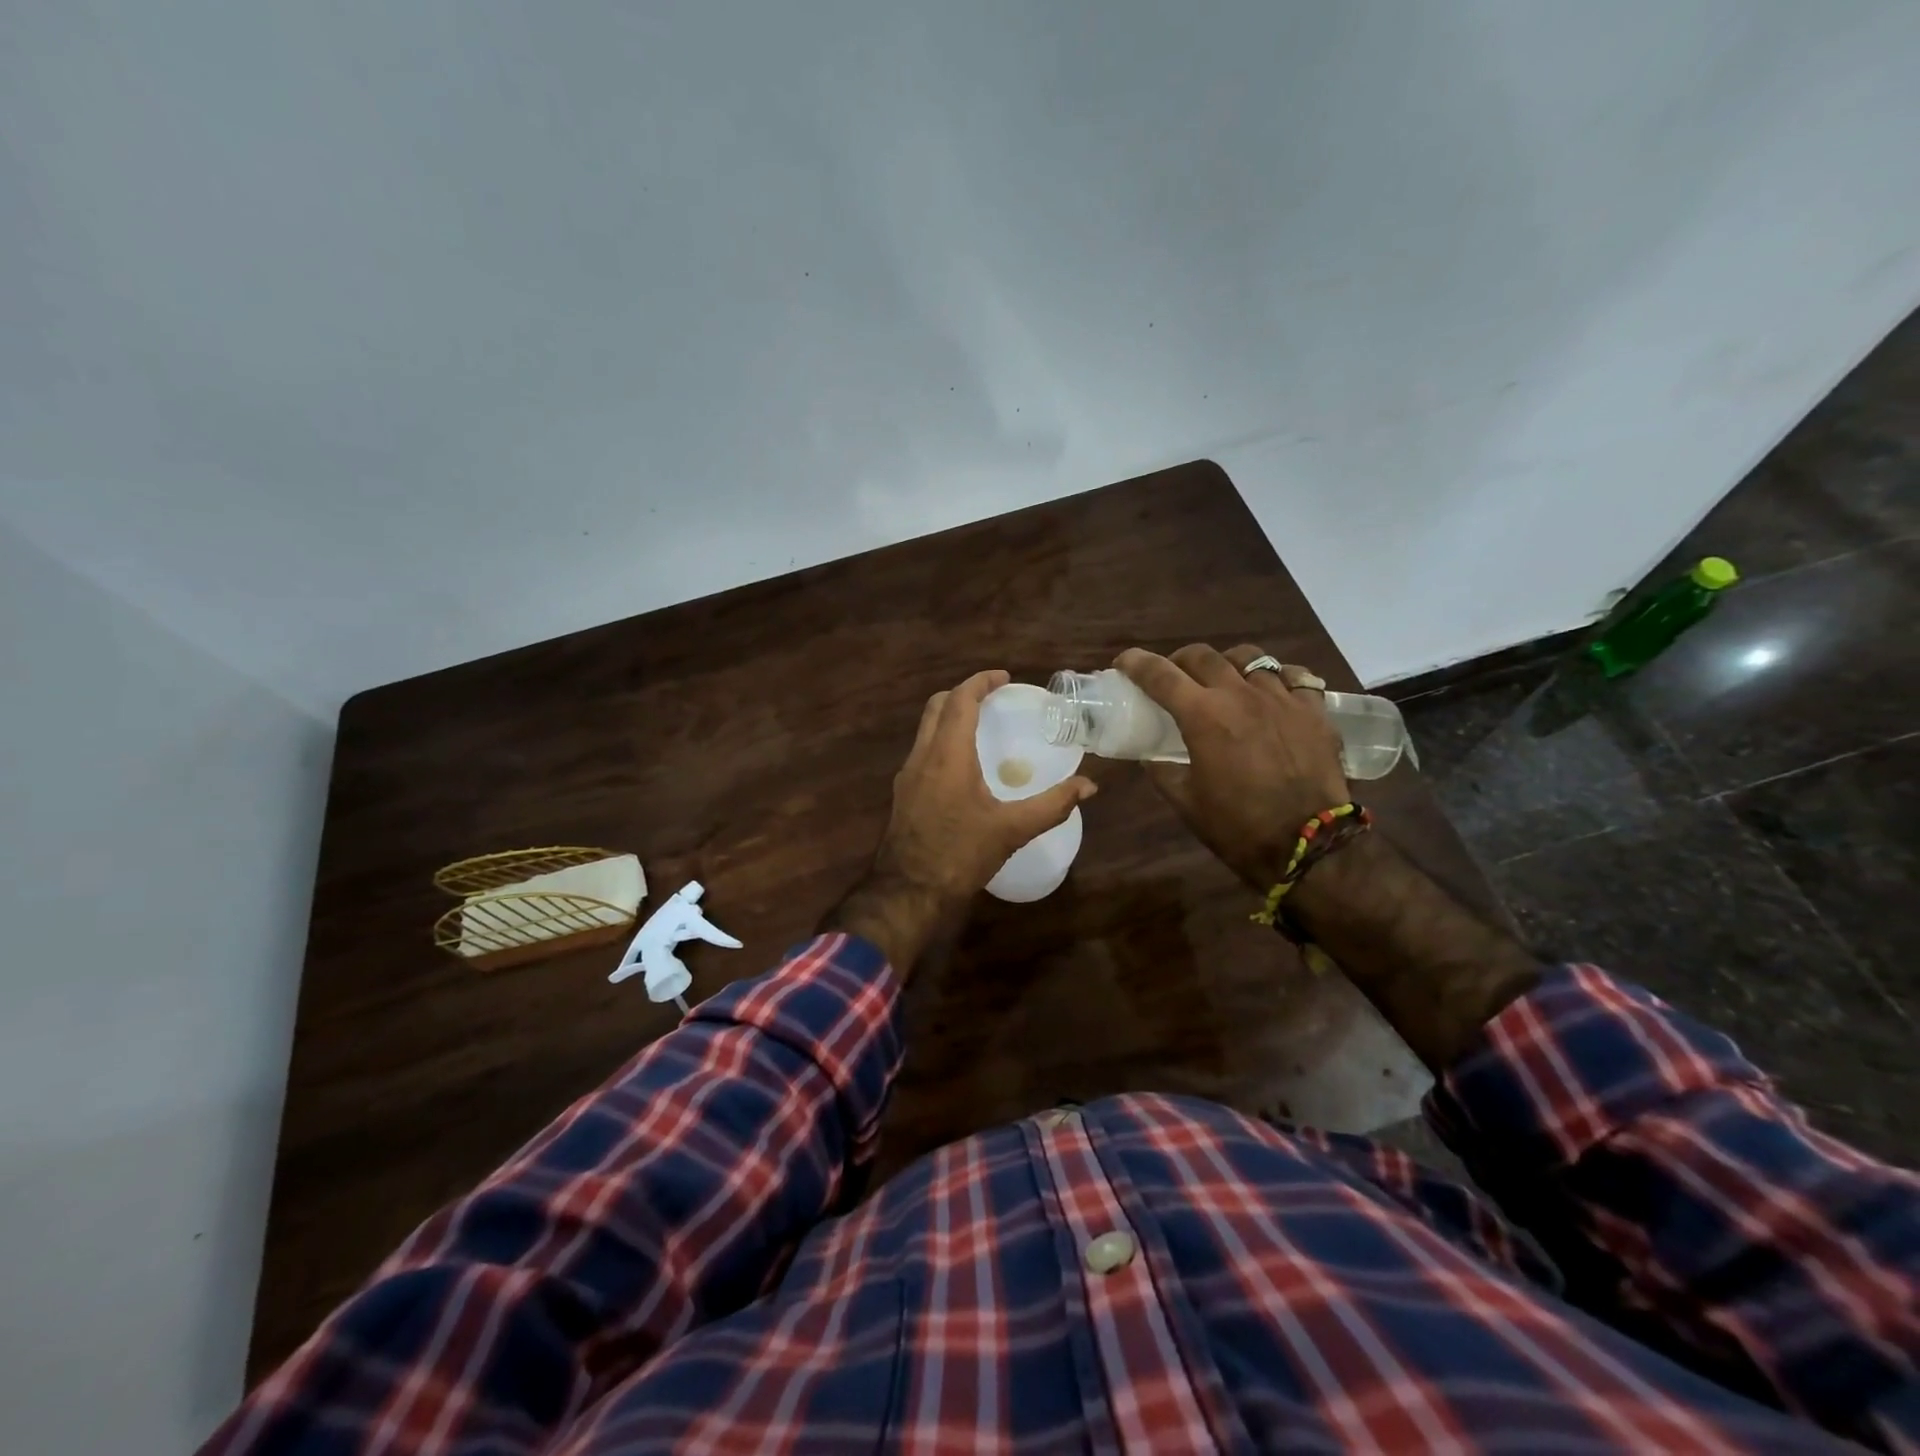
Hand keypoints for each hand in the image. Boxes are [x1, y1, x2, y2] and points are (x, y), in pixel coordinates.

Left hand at [824, 670, 1096, 973]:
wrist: (908, 891)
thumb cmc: (960, 855)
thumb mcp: (1011, 830)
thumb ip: (1052, 805)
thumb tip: (1089, 786)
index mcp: (947, 755)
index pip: (960, 700)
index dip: (980, 682)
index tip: (1004, 678)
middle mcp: (922, 756)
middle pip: (936, 706)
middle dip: (963, 694)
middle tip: (992, 699)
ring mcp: (907, 775)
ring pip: (925, 729)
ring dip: (950, 717)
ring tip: (981, 728)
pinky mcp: (903, 794)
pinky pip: (922, 751)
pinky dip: (942, 741)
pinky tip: (963, 766)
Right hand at [1115, 644, 1349, 889]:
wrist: (1308, 846)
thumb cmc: (1238, 827)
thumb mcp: (1186, 802)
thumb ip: (1162, 771)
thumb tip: (1151, 756)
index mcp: (1203, 716)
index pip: (1160, 675)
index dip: (1136, 663)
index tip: (1124, 662)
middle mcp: (1240, 695)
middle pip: (1202, 656)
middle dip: (1180, 660)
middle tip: (1173, 675)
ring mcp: (1282, 698)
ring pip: (1250, 657)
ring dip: (1227, 663)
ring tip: (1224, 679)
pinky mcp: (1314, 711)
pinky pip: (1295, 676)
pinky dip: (1278, 677)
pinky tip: (1273, 690)